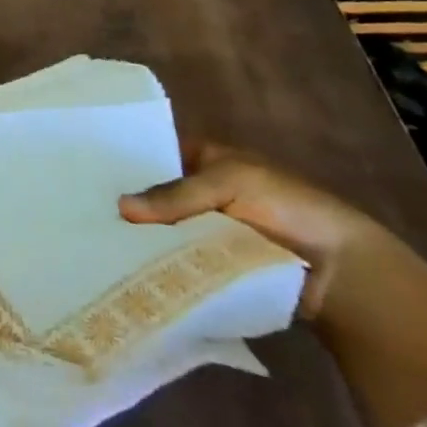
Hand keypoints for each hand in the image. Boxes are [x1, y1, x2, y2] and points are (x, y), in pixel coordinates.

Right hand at [117, 142, 393, 319]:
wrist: (341, 272)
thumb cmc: (286, 207)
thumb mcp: (229, 183)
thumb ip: (175, 194)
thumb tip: (120, 207)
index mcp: (205, 159)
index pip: (156, 155)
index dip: (127, 163)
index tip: (90, 176)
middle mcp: (202, 192)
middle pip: (157, 196)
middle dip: (131, 206)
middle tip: (85, 215)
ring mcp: (208, 231)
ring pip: (165, 231)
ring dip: (143, 240)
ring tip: (99, 245)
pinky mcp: (215, 267)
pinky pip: (180, 261)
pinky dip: (161, 265)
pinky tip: (128, 269)